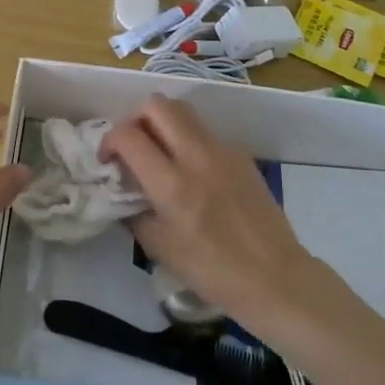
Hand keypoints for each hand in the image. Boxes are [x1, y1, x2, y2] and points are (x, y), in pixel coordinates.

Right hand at [101, 96, 316, 324]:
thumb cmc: (213, 271)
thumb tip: (122, 192)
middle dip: (135, 118)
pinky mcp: (241, 155)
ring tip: (159, 152)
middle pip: (157, 105)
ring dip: (162, 122)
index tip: (108, 161)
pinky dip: (189, 140)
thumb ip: (133, 213)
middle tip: (132, 145)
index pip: (128, 135)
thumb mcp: (159, 249)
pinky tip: (193, 172)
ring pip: (184, 111)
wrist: (276, 279)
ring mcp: (223, 151)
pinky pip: (206, 133)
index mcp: (172, 184)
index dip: (109, 141)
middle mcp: (196, 156)